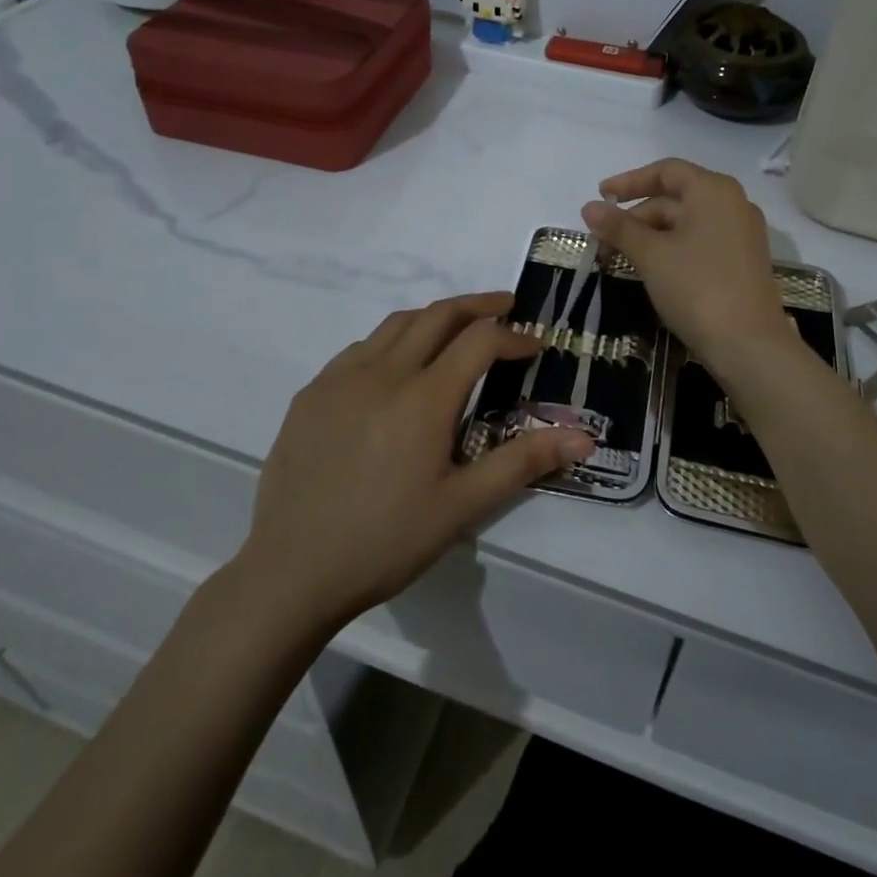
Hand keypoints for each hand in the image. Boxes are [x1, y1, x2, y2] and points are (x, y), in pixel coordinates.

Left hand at [239, 292, 593, 631]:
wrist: (291, 571)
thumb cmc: (386, 540)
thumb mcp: (462, 506)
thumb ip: (523, 462)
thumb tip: (584, 436)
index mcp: (424, 397)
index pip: (479, 340)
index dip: (513, 336)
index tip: (534, 345)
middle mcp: (382, 372)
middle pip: (437, 315)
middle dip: (477, 305)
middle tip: (505, 306)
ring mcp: (340, 378)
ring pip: (395, 324)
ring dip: (433, 318)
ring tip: (456, 330)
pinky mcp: (311, 394)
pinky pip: (359, 349)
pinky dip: (391, 341)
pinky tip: (395, 369)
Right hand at [582, 159, 794, 370]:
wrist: (749, 346)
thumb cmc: (697, 288)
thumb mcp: (651, 255)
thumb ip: (619, 227)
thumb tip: (588, 208)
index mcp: (714, 191)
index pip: (666, 171)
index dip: (630, 181)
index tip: (601, 197)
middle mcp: (733, 204)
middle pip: (675, 198)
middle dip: (636, 216)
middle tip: (603, 240)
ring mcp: (741, 235)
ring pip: (686, 223)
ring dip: (650, 236)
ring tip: (620, 258)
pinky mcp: (742, 262)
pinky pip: (700, 243)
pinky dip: (671, 249)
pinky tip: (650, 269)